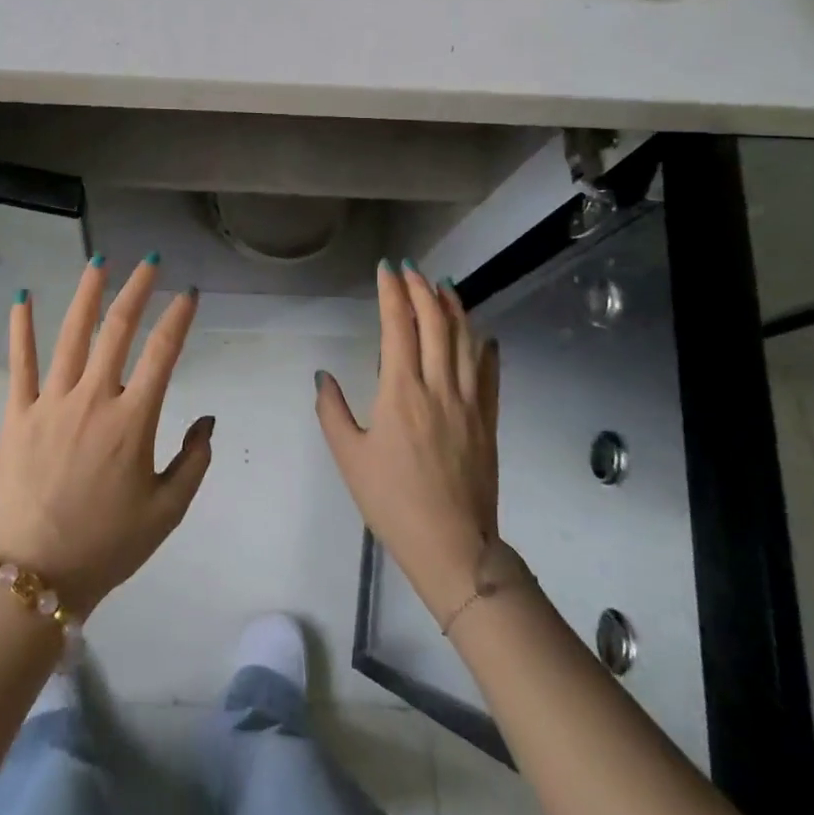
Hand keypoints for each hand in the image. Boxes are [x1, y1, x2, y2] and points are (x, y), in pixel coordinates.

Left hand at [0, 257, 213, 616]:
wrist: (39, 576)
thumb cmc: (109, 544)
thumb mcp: (167, 511)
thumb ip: (194, 461)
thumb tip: (208, 418)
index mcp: (133, 421)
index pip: (163, 353)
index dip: (178, 318)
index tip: (189, 293)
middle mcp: (94, 399)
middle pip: (118, 329)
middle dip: (137, 289)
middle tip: (149, 261)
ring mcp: (52, 402)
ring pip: (72, 335)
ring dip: (87, 294)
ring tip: (99, 261)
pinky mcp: (19, 413)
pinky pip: (20, 363)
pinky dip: (21, 328)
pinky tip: (22, 297)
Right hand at [316, 261, 514, 624]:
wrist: (452, 546)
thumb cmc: (392, 501)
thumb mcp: (349, 457)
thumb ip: (332, 411)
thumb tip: (323, 376)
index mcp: (401, 391)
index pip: (399, 325)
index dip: (392, 292)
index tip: (386, 269)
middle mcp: (438, 386)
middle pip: (436, 323)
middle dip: (422, 289)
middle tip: (411, 270)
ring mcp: (469, 402)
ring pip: (466, 340)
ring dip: (454, 307)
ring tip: (444, 286)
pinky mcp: (488, 420)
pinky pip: (490, 372)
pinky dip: (484, 346)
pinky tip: (481, 334)